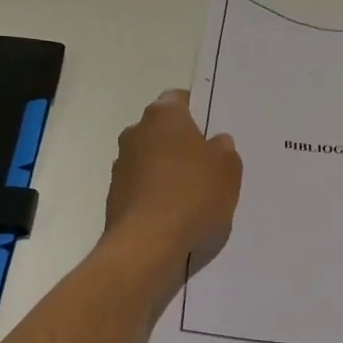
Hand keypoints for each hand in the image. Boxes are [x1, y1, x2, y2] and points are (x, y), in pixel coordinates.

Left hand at [104, 90, 242, 262]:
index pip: (178, 99)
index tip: (211, 131)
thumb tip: (216, 143)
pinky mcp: (114, 195)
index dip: (196, 111)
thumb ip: (224, 149)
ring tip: (192, 195)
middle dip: (180, 142)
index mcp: (163, 115)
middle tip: (206, 164)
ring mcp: (120, 165)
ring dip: (166, 170)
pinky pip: (141, 186)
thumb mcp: (227, 169)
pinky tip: (174, 215)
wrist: (146, 243)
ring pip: (150, 158)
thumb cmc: (192, 194)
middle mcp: (135, 132)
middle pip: (162, 130)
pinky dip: (155, 194)